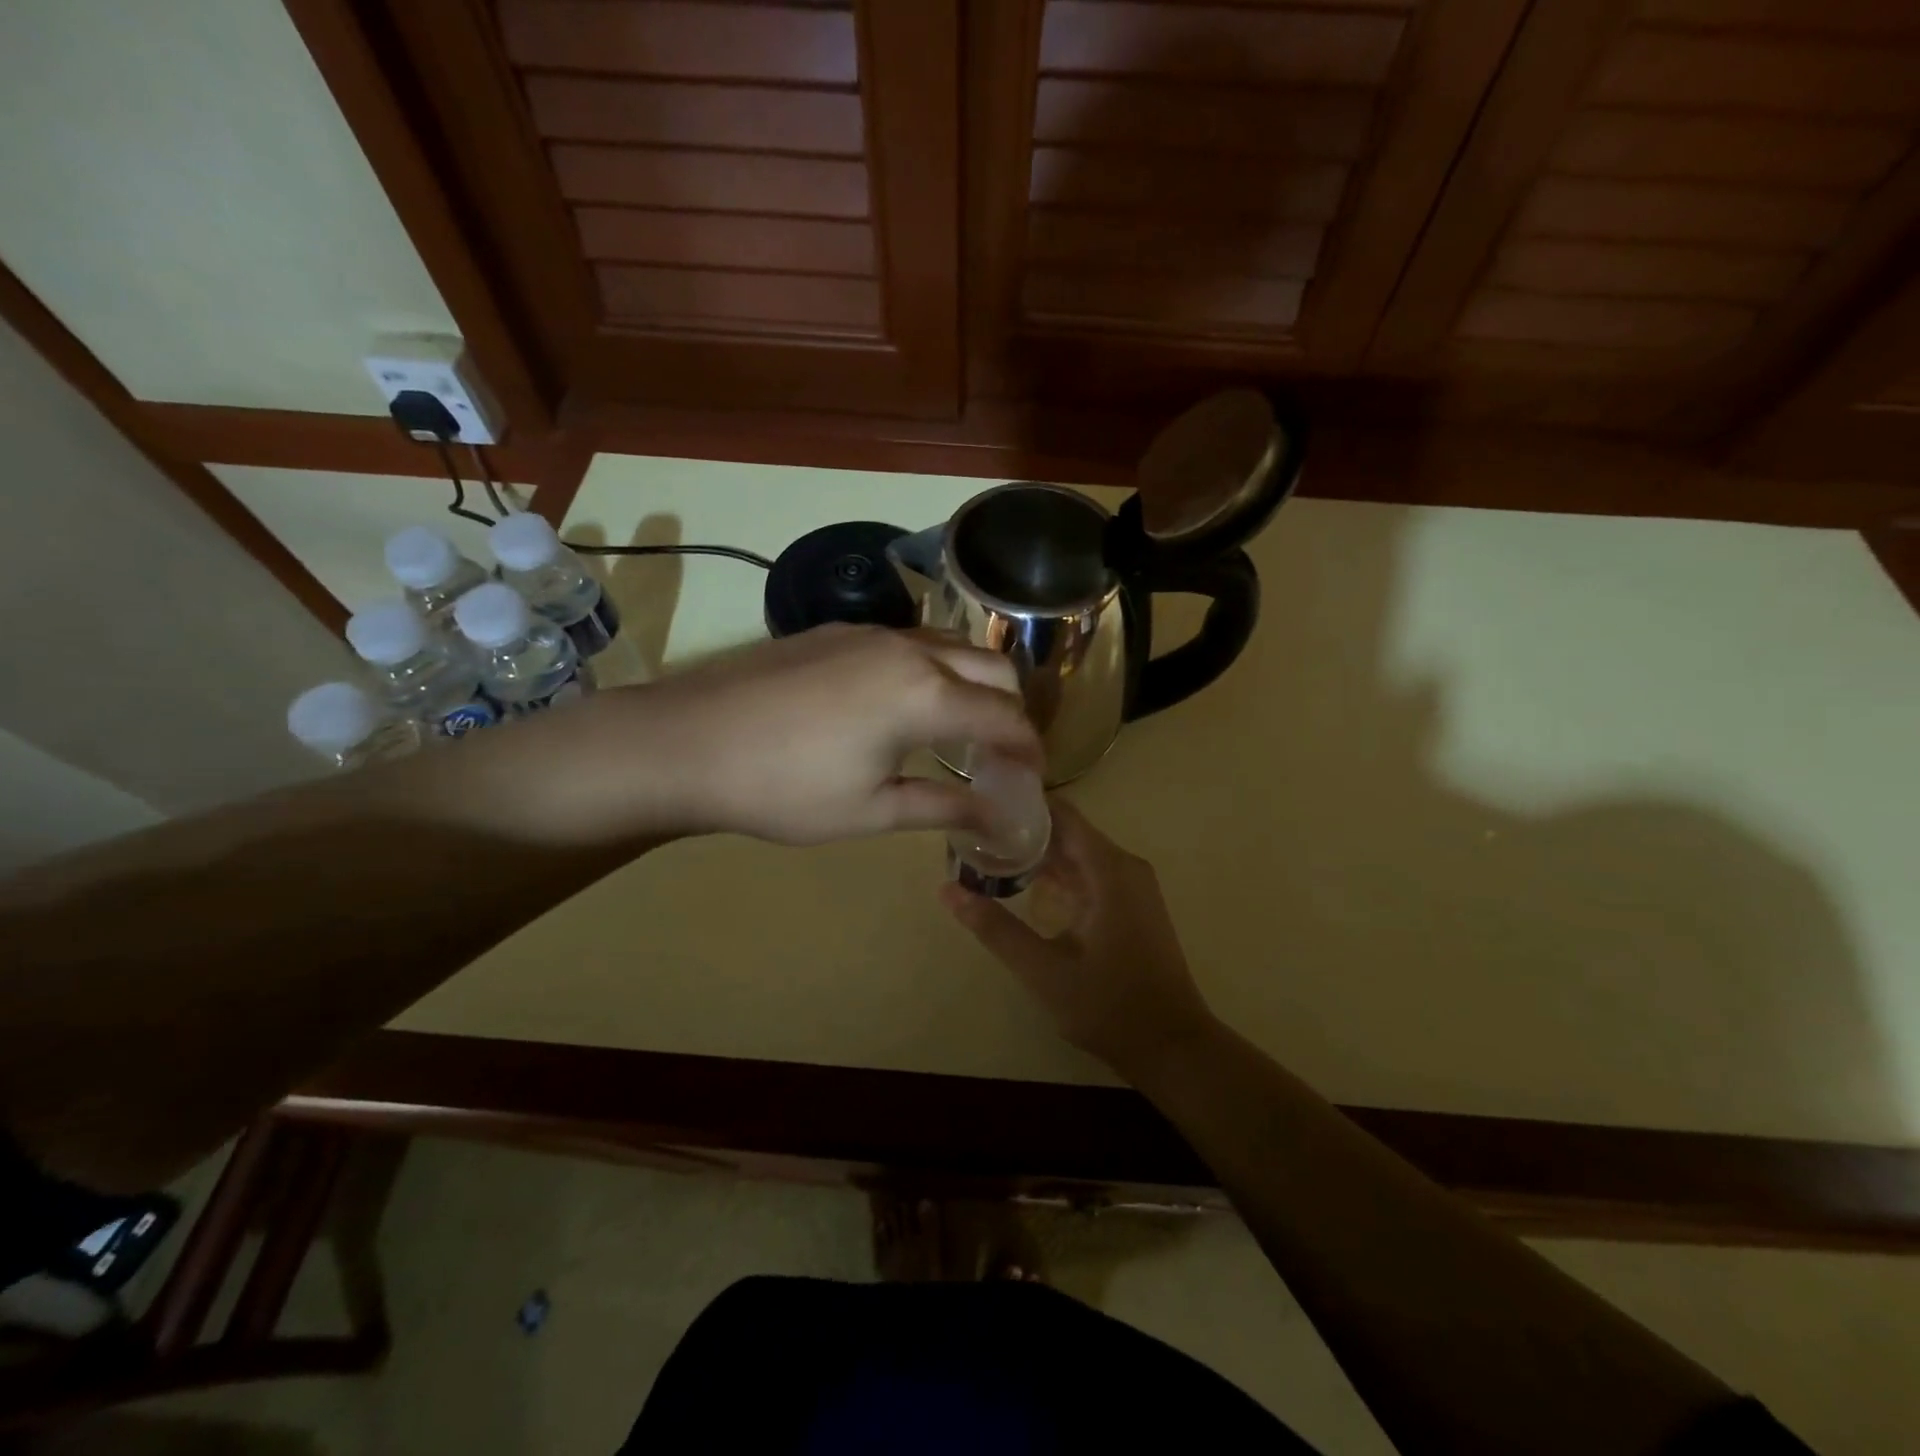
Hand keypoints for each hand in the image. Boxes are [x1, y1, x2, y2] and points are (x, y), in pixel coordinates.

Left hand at [642, 625, 1040, 844]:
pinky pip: (910, 642)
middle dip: (1012, 709)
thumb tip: (995, 819)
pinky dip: (932, 670)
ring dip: (972, 684)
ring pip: (951, 647)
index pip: (1004, 717)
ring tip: (960, 728)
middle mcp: (909, 649)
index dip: (1028, 749)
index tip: (1032, 777)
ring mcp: (870, 632)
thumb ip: (941, 807)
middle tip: (1001, 753)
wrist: (684, 742)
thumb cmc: (782, 789)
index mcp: (924, 694)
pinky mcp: (837, 631)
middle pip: (992, 669)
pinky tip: (906, 704)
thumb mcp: (869, 810)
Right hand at [940, 800, 1216, 1080]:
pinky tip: (1024, 886)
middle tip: (973, 834)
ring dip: (1038, 855)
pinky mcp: (1131, 906)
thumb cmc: (1109, 1006)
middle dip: (1022, 831)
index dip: (1022, 804)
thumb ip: (995, 928)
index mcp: (1109, 870)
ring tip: (988, 855)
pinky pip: (1090, 874)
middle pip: (1068, 832)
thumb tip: (947, 890)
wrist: (1172, 1046)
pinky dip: (1058, 876)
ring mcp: (1132, 886)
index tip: (981, 803)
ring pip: (1078, 854)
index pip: (1062, 814)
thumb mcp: (1043, 970)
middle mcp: (1124, 867)